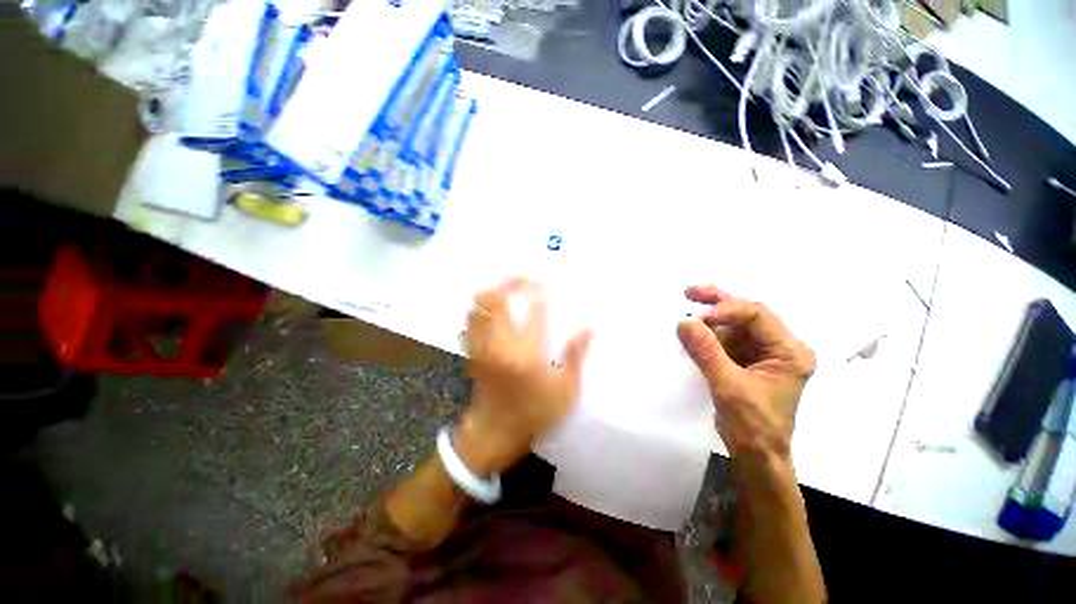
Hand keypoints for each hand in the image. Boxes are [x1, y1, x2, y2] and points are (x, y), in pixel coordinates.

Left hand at [456, 278, 591, 474]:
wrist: (495, 432)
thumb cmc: (535, 413)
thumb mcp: (565, 390)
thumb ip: (576, 356)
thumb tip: (588, 327)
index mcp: (527, 354)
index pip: (535, 312)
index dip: (541, 292)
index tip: (547, 283)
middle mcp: (501, 345)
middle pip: (497, 300)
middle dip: (511, 282)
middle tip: (525, 277)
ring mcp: (482, 346)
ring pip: (479, 306)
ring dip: (493, 289)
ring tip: (508, 285)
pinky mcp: (473, 351)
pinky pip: (472, 319)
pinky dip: (482, 305)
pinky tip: (494, 303)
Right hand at [676, 285, 814, 461]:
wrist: (756, 456)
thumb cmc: (753, 425)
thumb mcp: (729, 387)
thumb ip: (706, 352)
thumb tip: (683, 321)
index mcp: (789, 351)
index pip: (757, 315)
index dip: (726, 311)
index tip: (697, 319)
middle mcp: (778, 346)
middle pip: (747, 313)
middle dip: (718, 302)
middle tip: (690, 292)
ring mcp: (760, 352)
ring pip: (733, 324)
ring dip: (709, 316)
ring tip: (685, 305)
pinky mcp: (744, 360)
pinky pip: (724, 338)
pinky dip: (706, 333)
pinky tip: (690, 329)